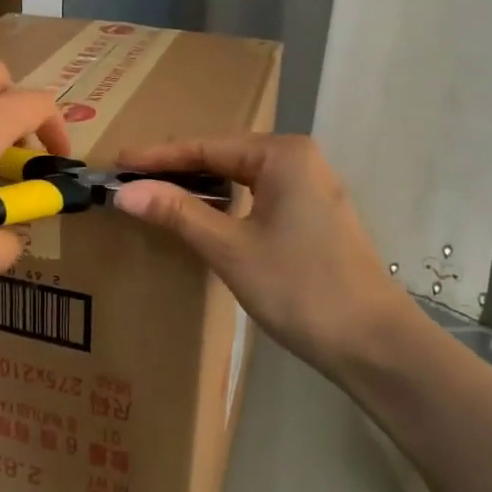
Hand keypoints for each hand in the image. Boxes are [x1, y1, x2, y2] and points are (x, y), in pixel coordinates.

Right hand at [111, 134, 414, 378]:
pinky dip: (224, 203)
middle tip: (129, 179)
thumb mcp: (231, 249)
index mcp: (282, 154)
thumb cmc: (301, 288)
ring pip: (240, 177)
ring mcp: (310, 188)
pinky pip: (256, 196)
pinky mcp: (313, 216)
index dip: (157, 157)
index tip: (116, 162)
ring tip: (154, 193)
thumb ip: (178, 213)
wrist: (375, 345)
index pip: (205, 146)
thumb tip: (124, 191)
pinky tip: (200, 215)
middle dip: (176, 169)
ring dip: (199, 186)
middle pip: (223, 156)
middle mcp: (298, 159)